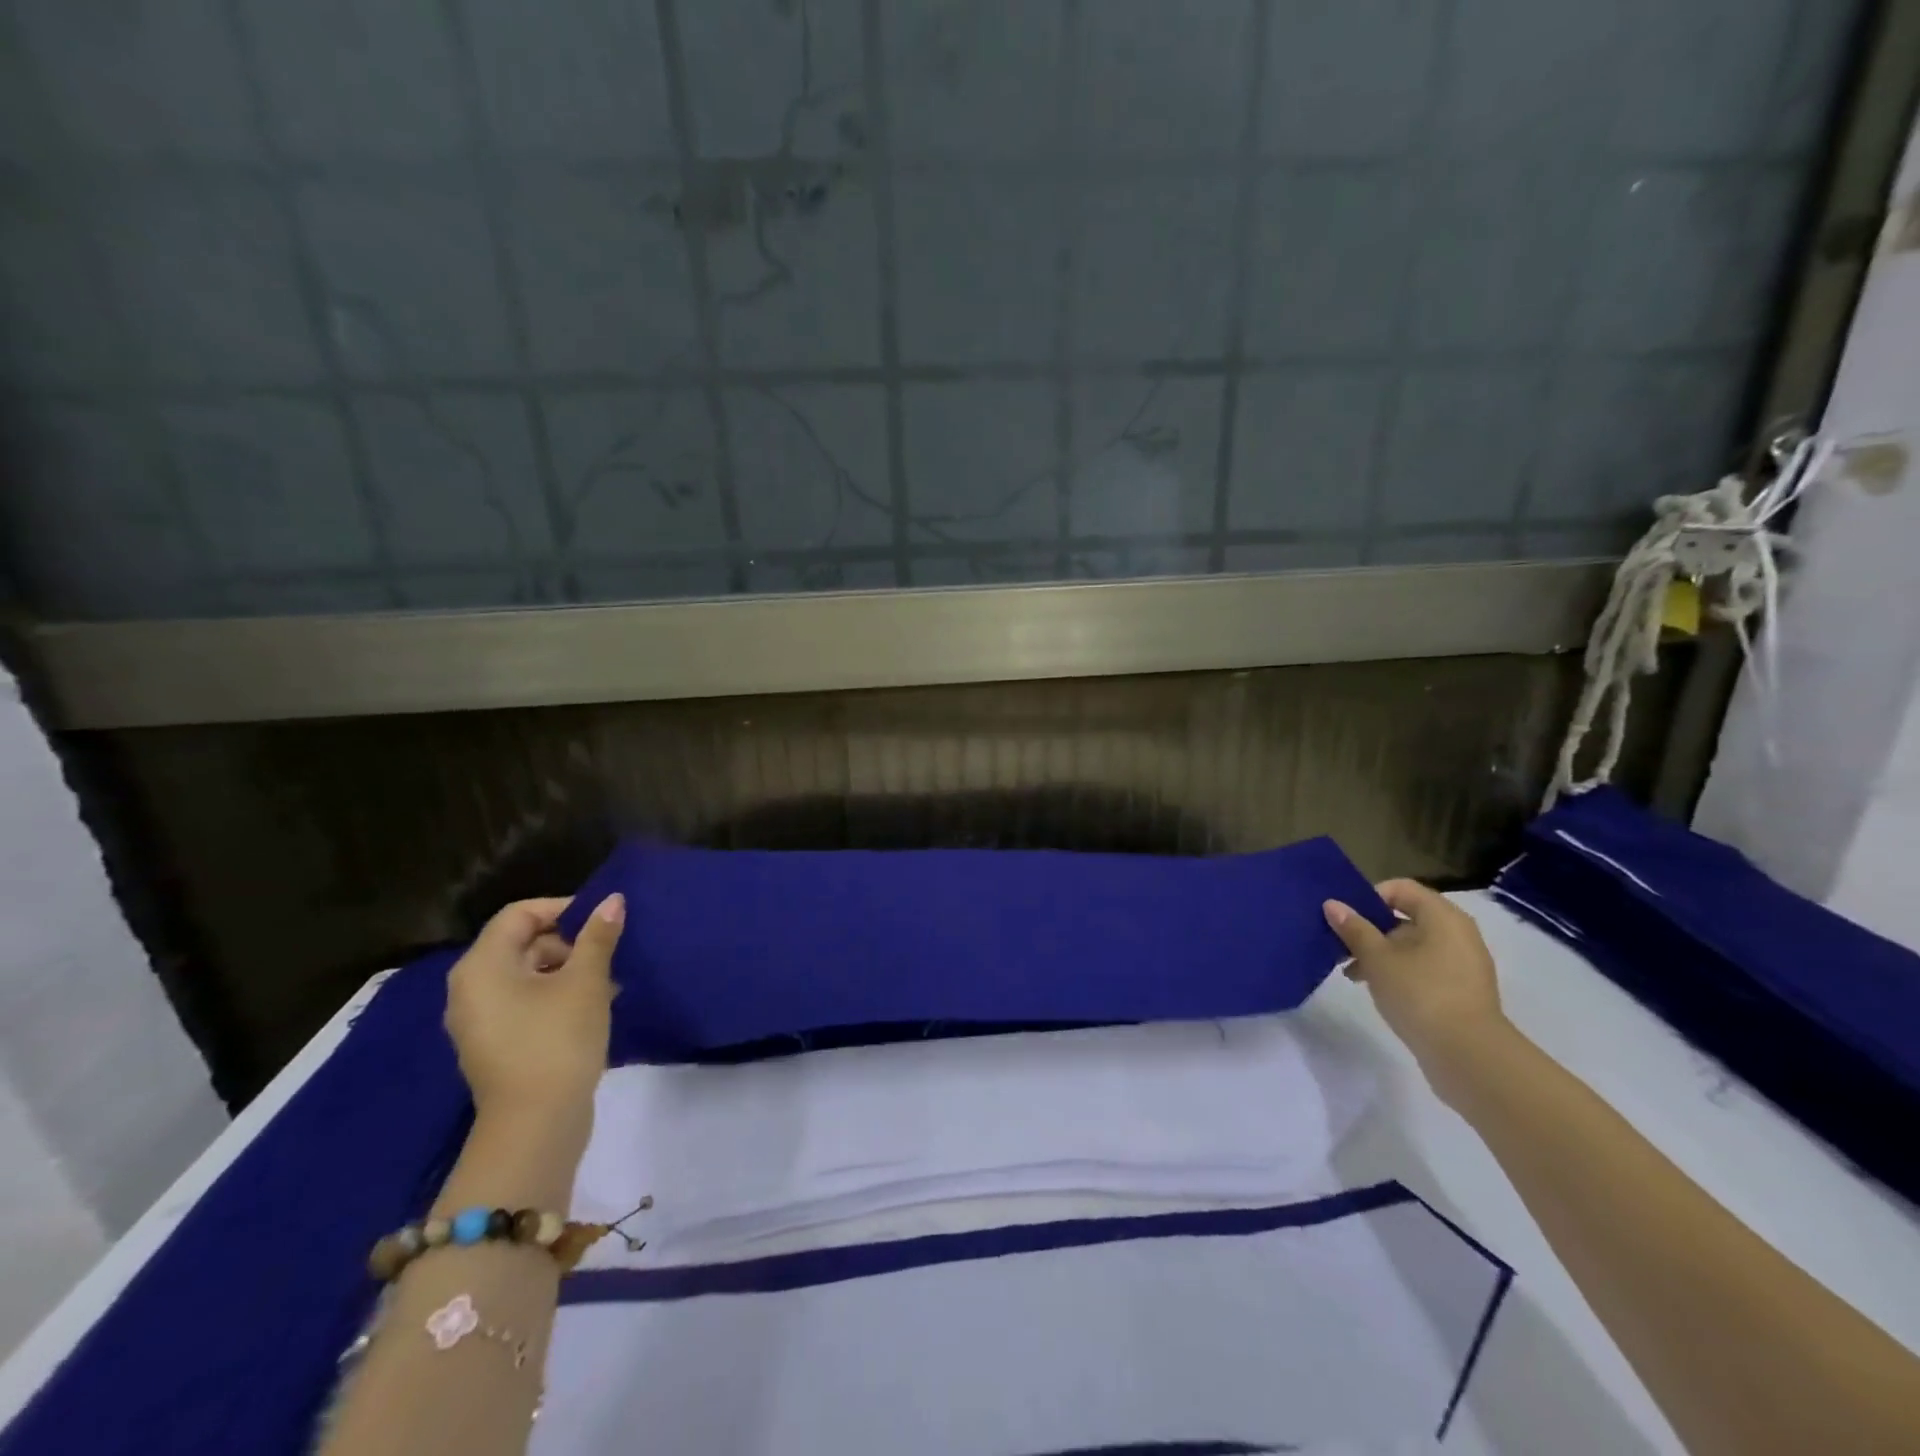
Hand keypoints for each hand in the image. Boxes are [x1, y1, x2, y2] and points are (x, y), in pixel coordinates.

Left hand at [444, 893, 625, 1133]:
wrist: (536, 1125)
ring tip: (610, 984)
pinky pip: (524, 1003)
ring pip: (527, 975)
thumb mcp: (586, 981)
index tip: (602, 920)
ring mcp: (479, 1021)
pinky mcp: (495, 1045)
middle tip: (610, 954)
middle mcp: (470, 989)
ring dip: (568, 970)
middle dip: (570, 942)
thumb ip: (598, 937)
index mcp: (482, 966)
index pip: (520, 914)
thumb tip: (613, 899)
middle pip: (522, 943)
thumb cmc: (558, 1040)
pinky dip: (556, 997)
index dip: (563, 908)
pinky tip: (593, 1008)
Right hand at [1323, 879, 1510, 1101]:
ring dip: (1380, 953)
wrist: (1468, 1055)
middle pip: (1405, 917)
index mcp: (1442, 917)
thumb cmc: (1420, 993)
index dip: (1369, 897)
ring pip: (1411, 945)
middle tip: (1341, 946)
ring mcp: (1462, 964)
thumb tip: (1332, 904)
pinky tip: (1375, 989)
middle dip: (1369, 929)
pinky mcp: (1460, 991)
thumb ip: (1354, 929)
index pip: (1400, 889)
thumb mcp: (1377, 958)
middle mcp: (1457, 934)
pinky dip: (1398, 972)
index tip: (1345, 919)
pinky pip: (1423, 968)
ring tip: (1352, 973)